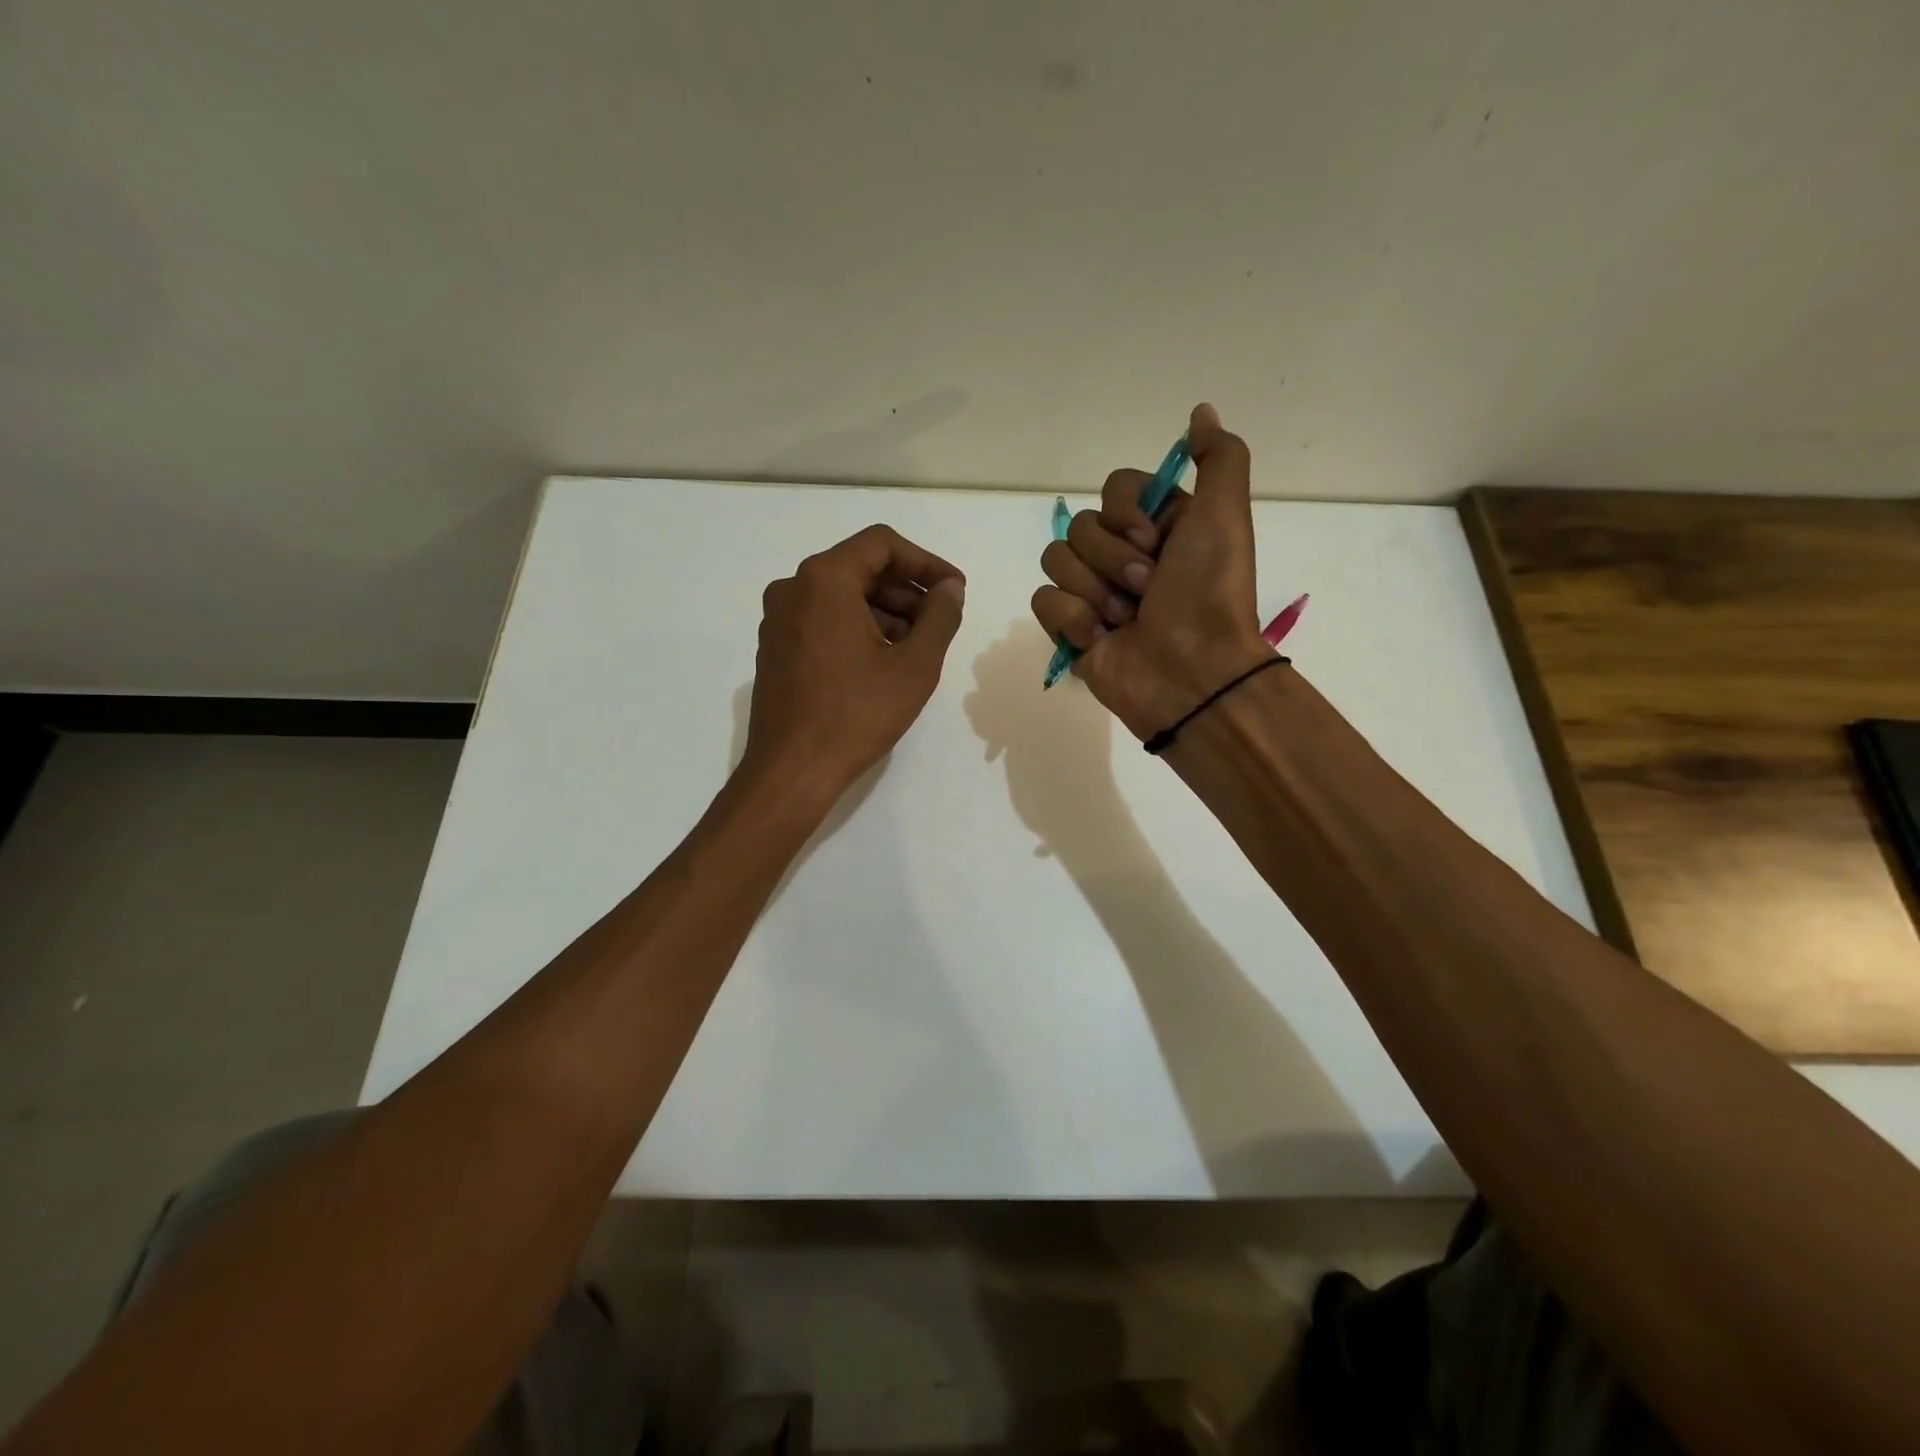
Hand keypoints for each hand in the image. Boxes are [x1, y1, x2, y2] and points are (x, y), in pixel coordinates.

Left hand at [742, 524, 965, 805]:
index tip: (954, 591)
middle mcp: (793, 588)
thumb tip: (950, 589)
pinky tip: (884, 662)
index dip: (926, 562)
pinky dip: (858, 628)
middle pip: (861, 568)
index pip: (882, 544)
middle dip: (907, 590)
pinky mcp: (775, 647)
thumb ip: (940, 617)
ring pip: (842, 596)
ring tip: (918, 647)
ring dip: (885, 612)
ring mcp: (779, 619)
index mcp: (824, 579)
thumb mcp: (914, 666)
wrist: (791, 771)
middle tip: (941, 622)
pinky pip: (823, 620)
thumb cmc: (856, 715)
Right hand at [1031, 403, 1272, 739]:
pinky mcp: (1069, 628)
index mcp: (1157, 527)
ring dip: (1095, 591)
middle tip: (1147, 590)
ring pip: (1057, 560)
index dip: (1127, 513)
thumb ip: (1218, 458)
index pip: (1113, 489)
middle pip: (1081, 526)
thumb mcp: (1225, 516)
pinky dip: (1073, 620)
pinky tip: (1102, 640)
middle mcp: (1123, 555)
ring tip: (1127, 620)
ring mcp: (1093, 593)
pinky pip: (1044, 600)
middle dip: (1114, 560)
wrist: (1190, 673)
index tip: (1156, 542)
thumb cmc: (1208, 593)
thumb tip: (1200, 411)